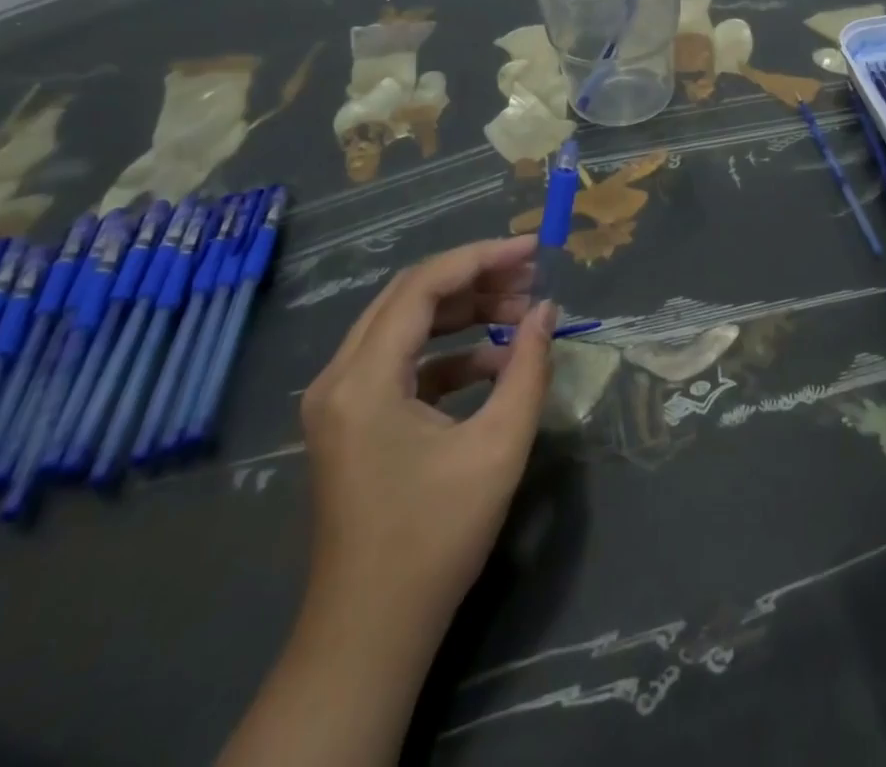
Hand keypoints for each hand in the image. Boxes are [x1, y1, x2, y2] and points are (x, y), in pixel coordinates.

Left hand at [298, 234, 554, 631]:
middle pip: (409, 296)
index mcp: (364, 378)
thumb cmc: (435, 539)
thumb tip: (547, 310)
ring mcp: (339, 399)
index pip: (423, 285)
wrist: (371, 634)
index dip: (481, 257)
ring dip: (462, 313)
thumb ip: (527, 368)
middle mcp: (339, 376)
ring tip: (520, 312)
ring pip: (404, 325)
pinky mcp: (351, 420)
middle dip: (474, 279)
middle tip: (531, 279)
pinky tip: (494, 362)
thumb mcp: (497, 448)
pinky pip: (401, 362)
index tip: (533, 250)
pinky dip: (448, 353)